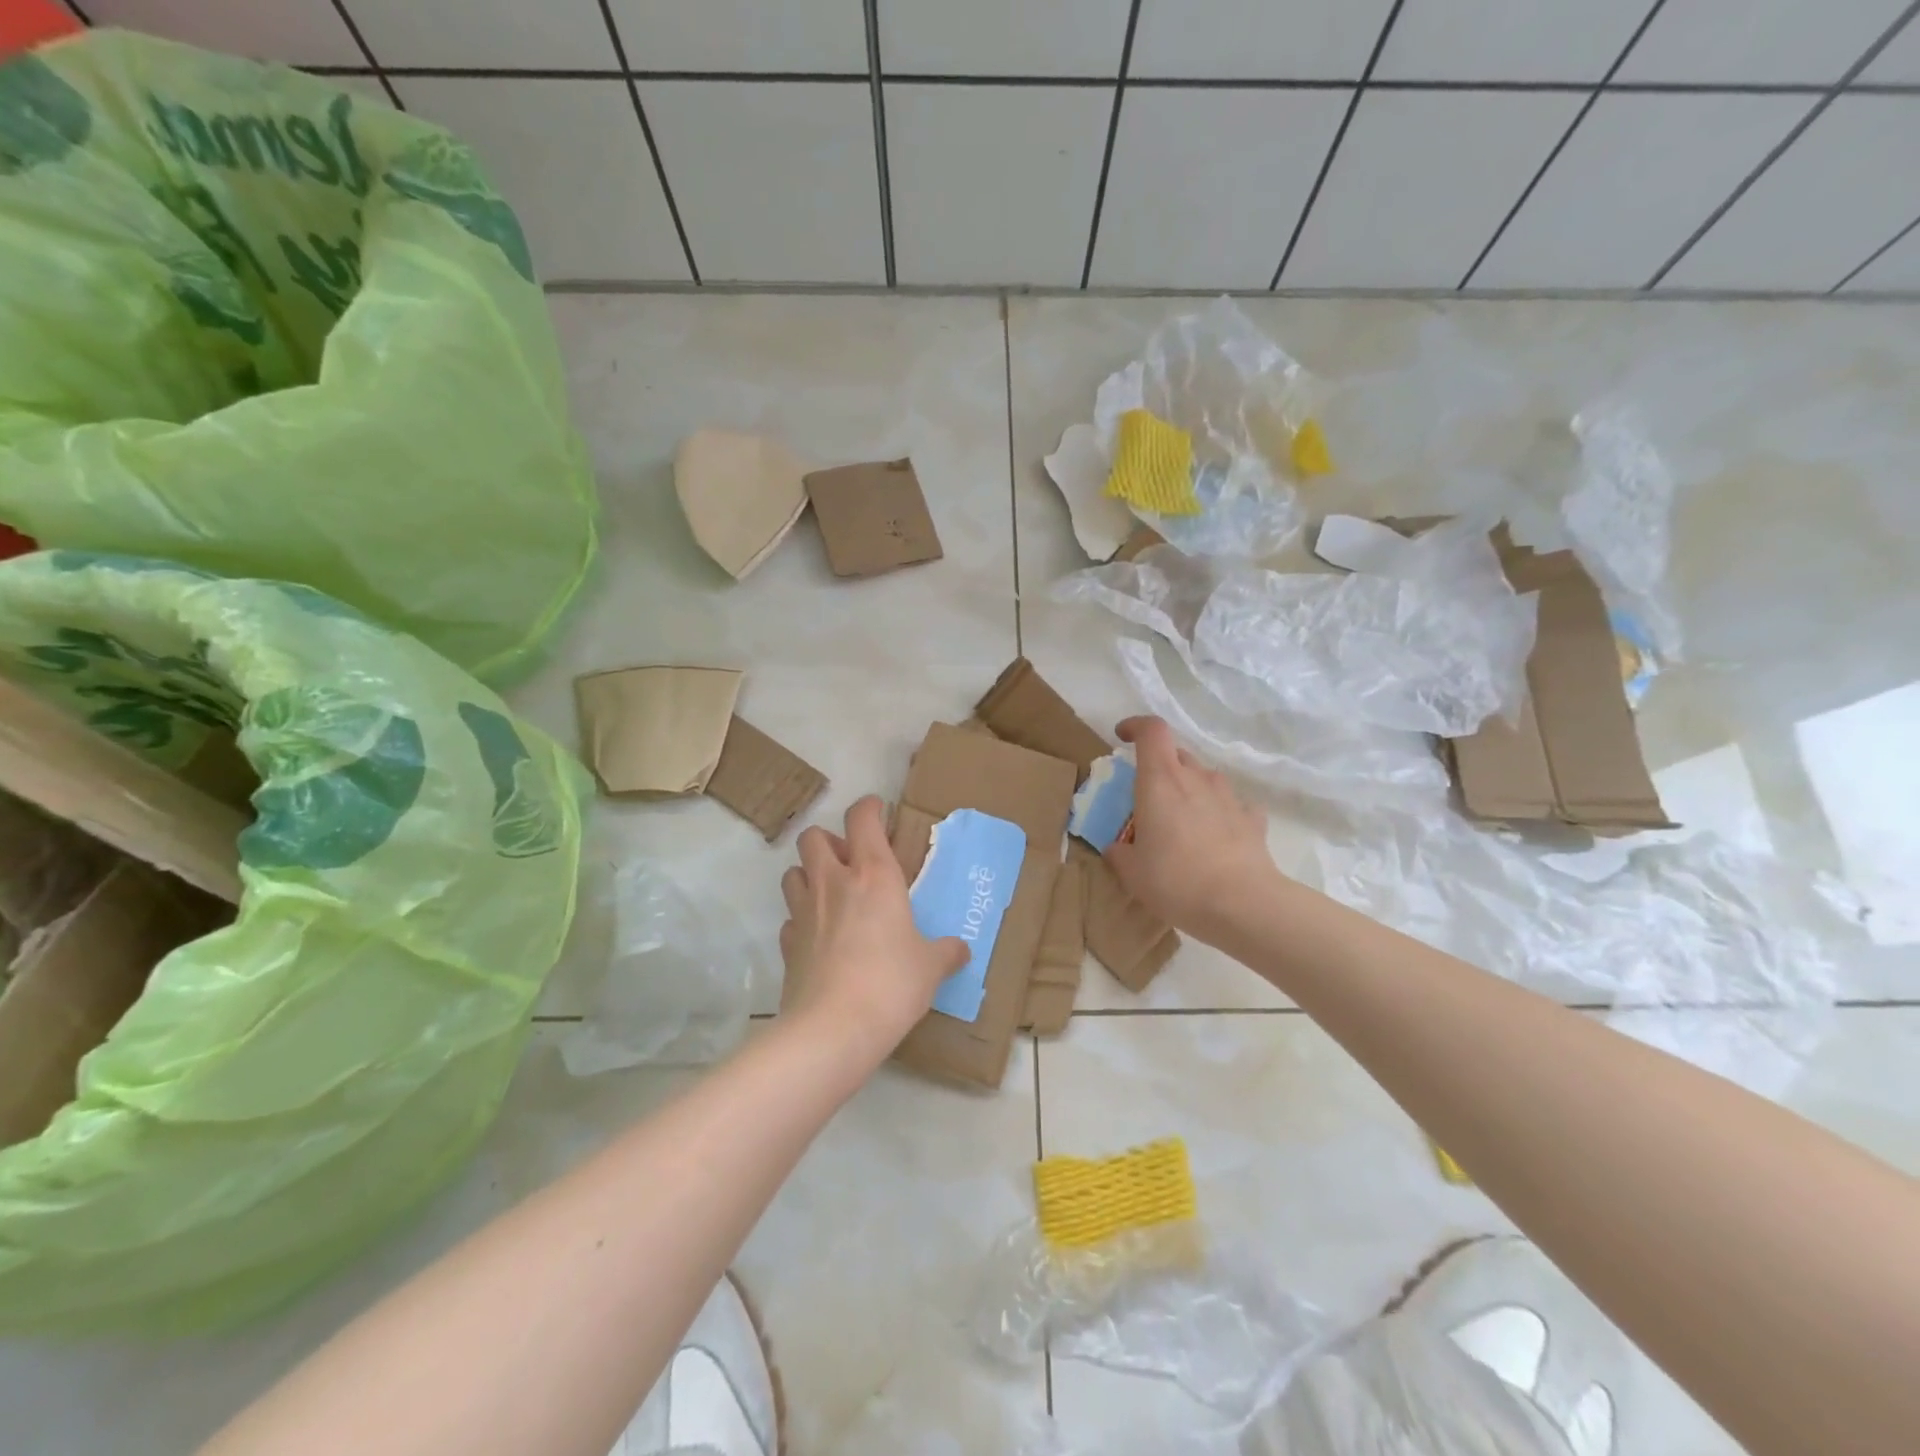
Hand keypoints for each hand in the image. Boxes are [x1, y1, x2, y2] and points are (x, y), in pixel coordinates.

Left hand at [777, 796, 966, 1066]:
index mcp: (873, 875)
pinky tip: (819, 937)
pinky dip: (801, 920)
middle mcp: (833, 883)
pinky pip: (790, 918)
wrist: (834, 1029)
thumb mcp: (930, 967)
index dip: (869, 807)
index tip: (878, 810)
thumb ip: (946, 952)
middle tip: (851, 861)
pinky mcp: (787, 944)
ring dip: (809, 874)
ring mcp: (803, 912)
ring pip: (793, 872)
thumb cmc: (892, 983)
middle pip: (813, 837)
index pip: (862, 818)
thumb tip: (961, 950)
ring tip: (831, 894)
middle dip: (829, 840)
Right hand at [1106, 716, 1275, 934]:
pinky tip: (1215, 838)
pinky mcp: (1252, 818)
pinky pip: (1230, 806)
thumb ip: (1120, 852)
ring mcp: (1228, 796)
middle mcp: (1196, 777)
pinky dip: (1219, 813)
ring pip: (1204, 778)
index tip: (1122, 737)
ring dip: (1190, 791)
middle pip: (1176, 754)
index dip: (1135, 726)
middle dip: (1160, 768)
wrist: (1242, 904)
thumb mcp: (1131, 872)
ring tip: (1182, 823)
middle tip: (1148, 797)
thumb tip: (1118, 847)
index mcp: (1160, 780)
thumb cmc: (1176, 880)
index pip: (1151, 730)